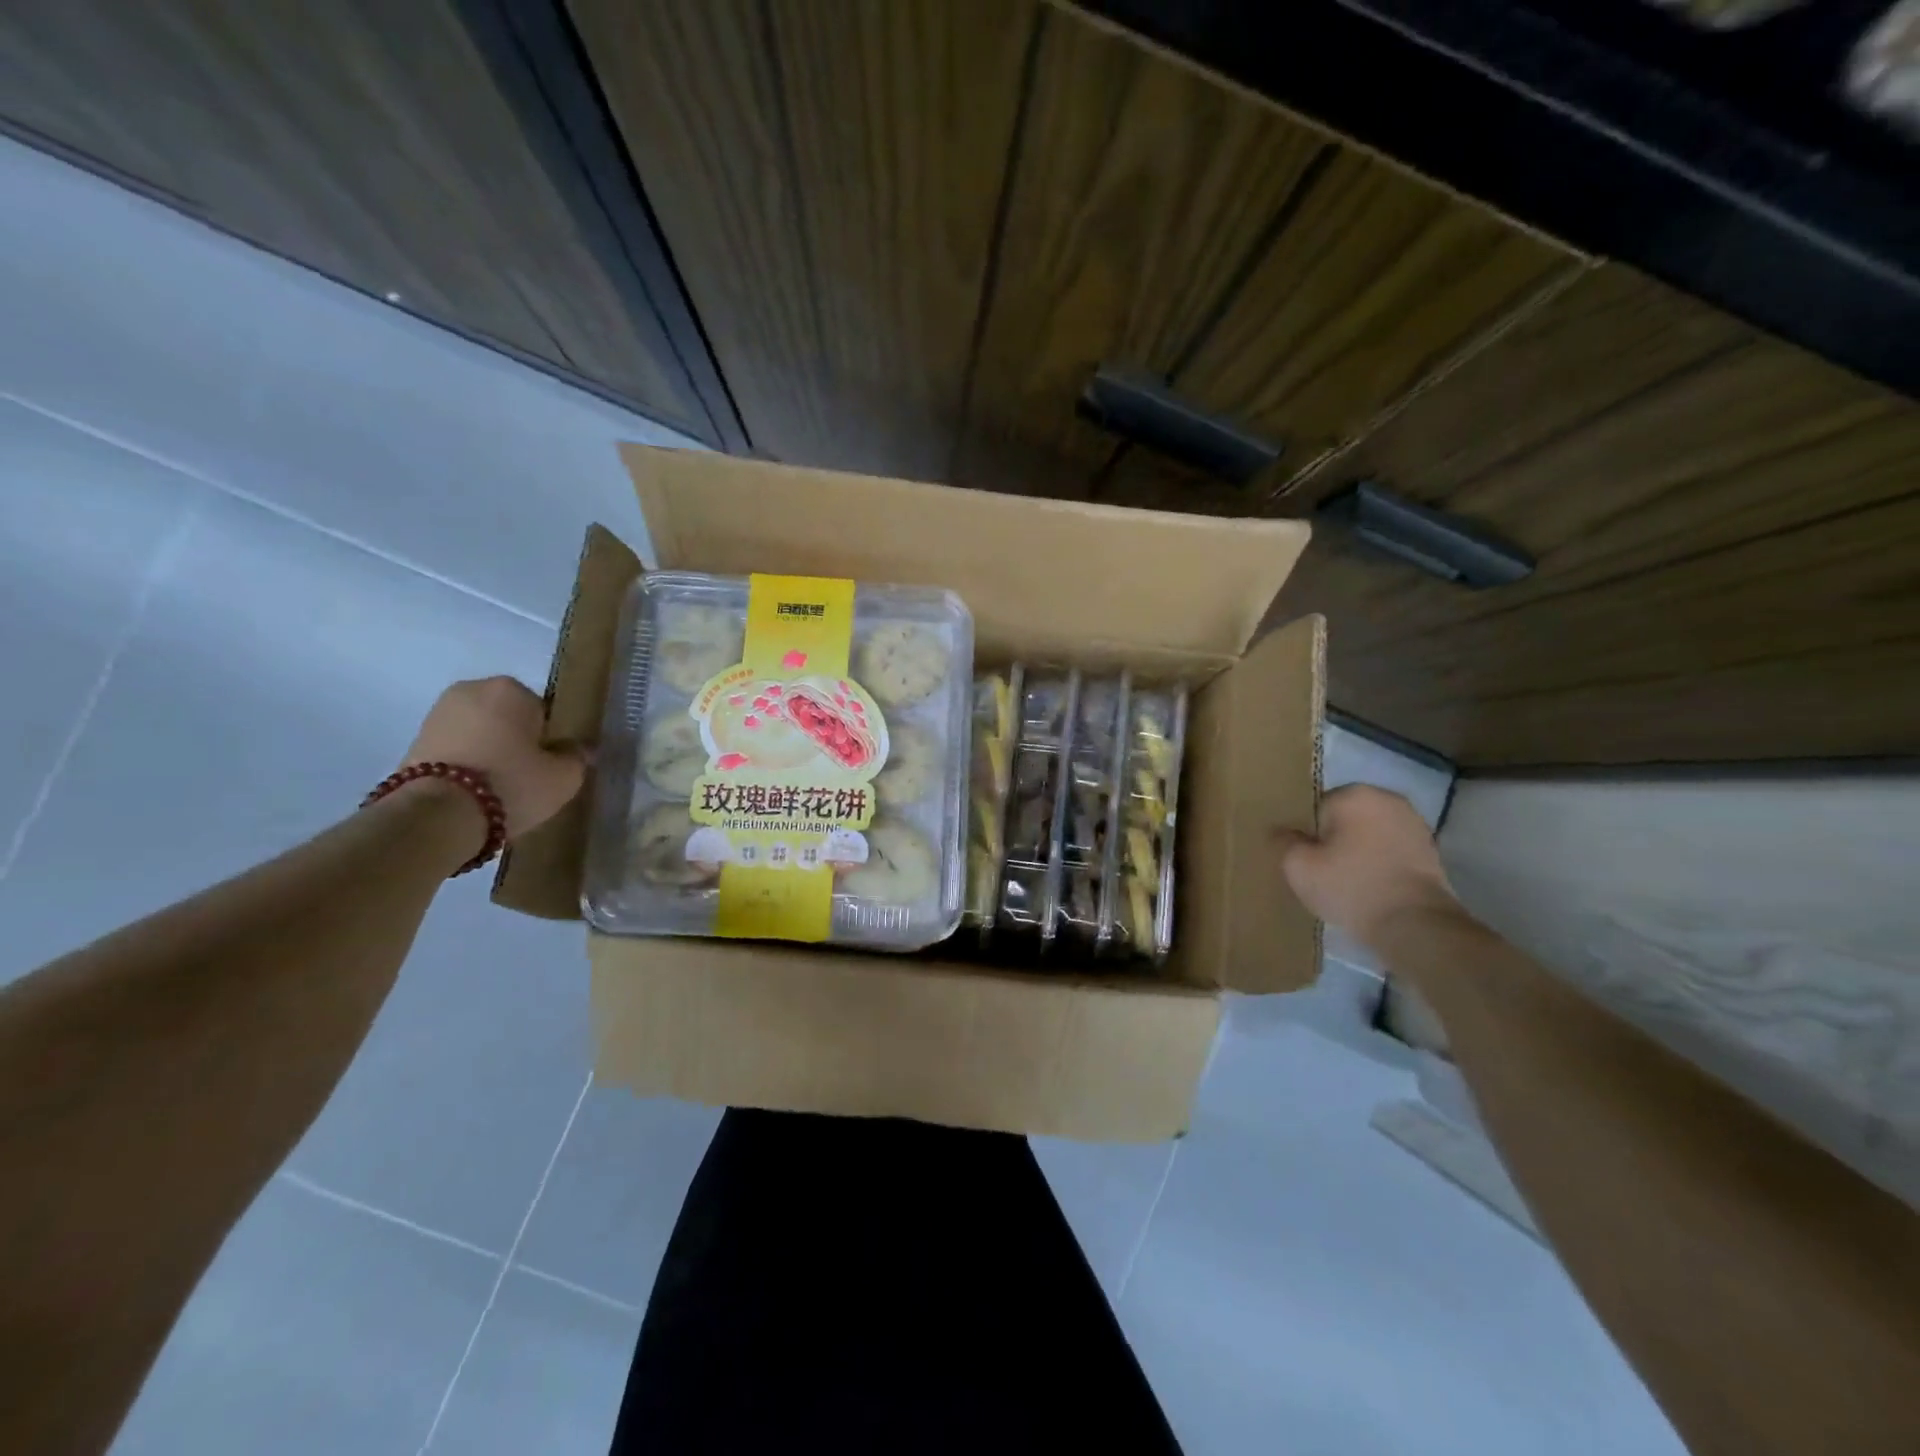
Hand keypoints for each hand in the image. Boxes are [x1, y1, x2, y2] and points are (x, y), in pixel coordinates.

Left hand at [401, 677, 584, 839]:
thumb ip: (576, 757)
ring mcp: (437, 713)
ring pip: (481, 733)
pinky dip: (467, 764)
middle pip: (509, 718)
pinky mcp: (414, 740)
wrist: (437, 815)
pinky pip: (457, 749)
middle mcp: (471, 690)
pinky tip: (474, 792)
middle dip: (517, 741)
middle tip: (527, 776)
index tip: (550, 764)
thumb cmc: (511, 783)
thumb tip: (579, 749)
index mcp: (510, 688)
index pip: (544, 711)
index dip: (550, 739)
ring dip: (490, 752)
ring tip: (498, 788)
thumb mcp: (564, 777)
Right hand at [1275, 785, 1460, 951]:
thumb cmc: (1351, 887)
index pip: (1316, 808)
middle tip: (1326, 872)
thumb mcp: (1298, 867)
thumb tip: (1280, 831)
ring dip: (1358, 850)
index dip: (1308, 836)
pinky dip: (1380, 862)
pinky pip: (1390, 849)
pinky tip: (1373, 886)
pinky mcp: (1430, 848)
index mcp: (1354, 794)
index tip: (1310, 861)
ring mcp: (1414, 823)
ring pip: (1369, 833)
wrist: (1415, 925)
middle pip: (1344, 818)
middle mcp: (1387, 799)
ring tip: (1350, 882)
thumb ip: (1283, 841)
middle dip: (1334, 840)